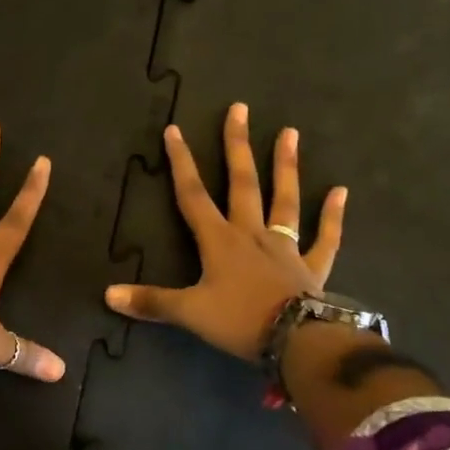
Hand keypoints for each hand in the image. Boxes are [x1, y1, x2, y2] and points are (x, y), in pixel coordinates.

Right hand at [105, 102, 347, 359]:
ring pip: (284, 201)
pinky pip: (325, 239)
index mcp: (219, 242)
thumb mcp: (189, 313)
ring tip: (290, 132)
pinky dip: (333, 216)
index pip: (193, 196)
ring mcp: (285, 248)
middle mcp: (251, 235)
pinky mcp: (312, 267)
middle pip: (242, 184)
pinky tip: (341, 191)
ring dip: (286, 167)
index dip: (181, 163)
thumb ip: (151, 302)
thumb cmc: (239, 321)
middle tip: (240, 109)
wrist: (296, 340)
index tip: (175, 130)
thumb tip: (107, 295)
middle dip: (237, 147)